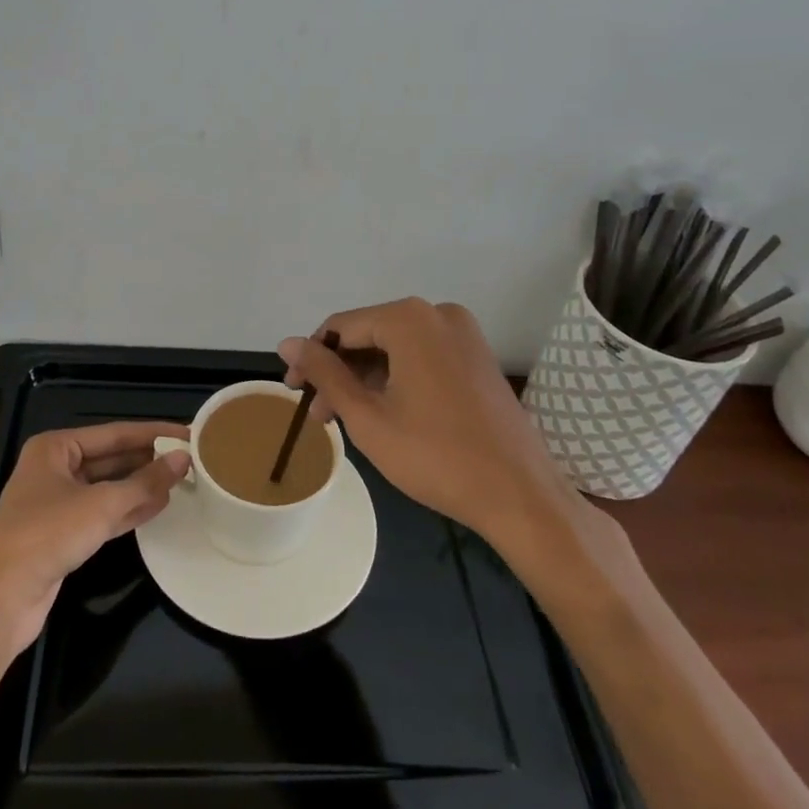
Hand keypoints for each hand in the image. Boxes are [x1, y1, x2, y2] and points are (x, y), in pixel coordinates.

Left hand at [0, 421, 190, 650]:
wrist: (2, 599)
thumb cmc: (48, 535)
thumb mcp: (102, 504)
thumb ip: (145, 482)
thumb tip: (183, 458)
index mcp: (55, 447)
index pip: (114, 433)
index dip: (152, 433)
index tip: (187, 433)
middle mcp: (54, 468)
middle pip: (111, 459)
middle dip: (147, 460)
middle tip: (189, 459)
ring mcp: (57, 502)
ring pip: (108, 487)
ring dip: (141, 486)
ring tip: (181, 481)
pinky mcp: (62, 534)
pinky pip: (102, 513)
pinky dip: (128, 510)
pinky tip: (158, 506)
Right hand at [280, 299, 622, 568]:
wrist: (520, 495)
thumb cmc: (436, 457)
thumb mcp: (367, 417)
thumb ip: (325, 374)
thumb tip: (287, 342)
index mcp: (409, 318)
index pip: (340, 327)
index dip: (310, 357)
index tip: (293, 391)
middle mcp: (437, 313)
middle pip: (369, 334)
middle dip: (339, 372)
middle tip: (319, 414)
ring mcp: (463, 334)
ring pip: (395, 347)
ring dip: (366, 378)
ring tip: (345, 419)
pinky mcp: (477, 357)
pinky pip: (422, 356)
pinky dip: (396, 378)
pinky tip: (383, 411)